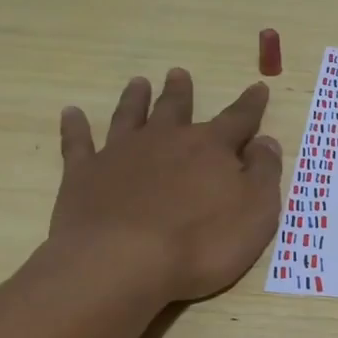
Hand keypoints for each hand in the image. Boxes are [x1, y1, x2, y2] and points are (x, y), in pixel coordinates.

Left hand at [45, 69, 283, 302]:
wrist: (122, 263)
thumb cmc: (201, 243)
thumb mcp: (256, 212)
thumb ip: (264, 173)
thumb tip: (266, 141)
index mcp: (211, 148)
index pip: (238, 119)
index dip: (251, 105)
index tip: (258, 88)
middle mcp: (166, 140)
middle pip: (176, 109)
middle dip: (181, 92)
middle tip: (178, 74)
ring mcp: (121, 155)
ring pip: (130, 117)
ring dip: (135, 99)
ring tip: (138, 83)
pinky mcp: (84, 175)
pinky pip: (79, 144)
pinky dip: (75, 127)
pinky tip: (71, 113)